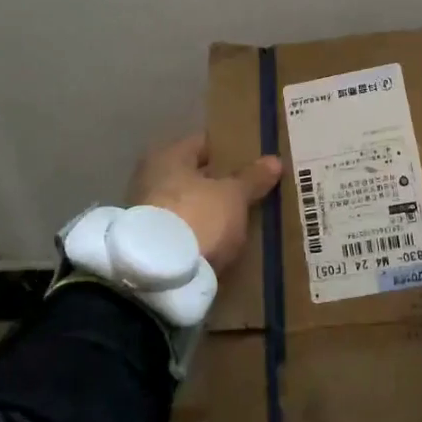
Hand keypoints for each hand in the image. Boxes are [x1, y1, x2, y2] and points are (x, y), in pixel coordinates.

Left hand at [126, 132, 282, 276]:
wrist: (158, 277)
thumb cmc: (197, 217)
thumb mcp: (233, 196)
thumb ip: (252, 178)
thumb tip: (273, 160)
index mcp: (168, 156)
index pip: (204, 144)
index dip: (230, 149)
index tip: (254, 158)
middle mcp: (150, 179)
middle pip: (195, 176)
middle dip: (221, 184)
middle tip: (253, 189)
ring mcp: (147, 214)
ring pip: (189, 206)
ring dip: (210, 212)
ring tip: (243, 219)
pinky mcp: (150, 246)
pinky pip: (184, 231)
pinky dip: (200, 234)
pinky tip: (223, 242)